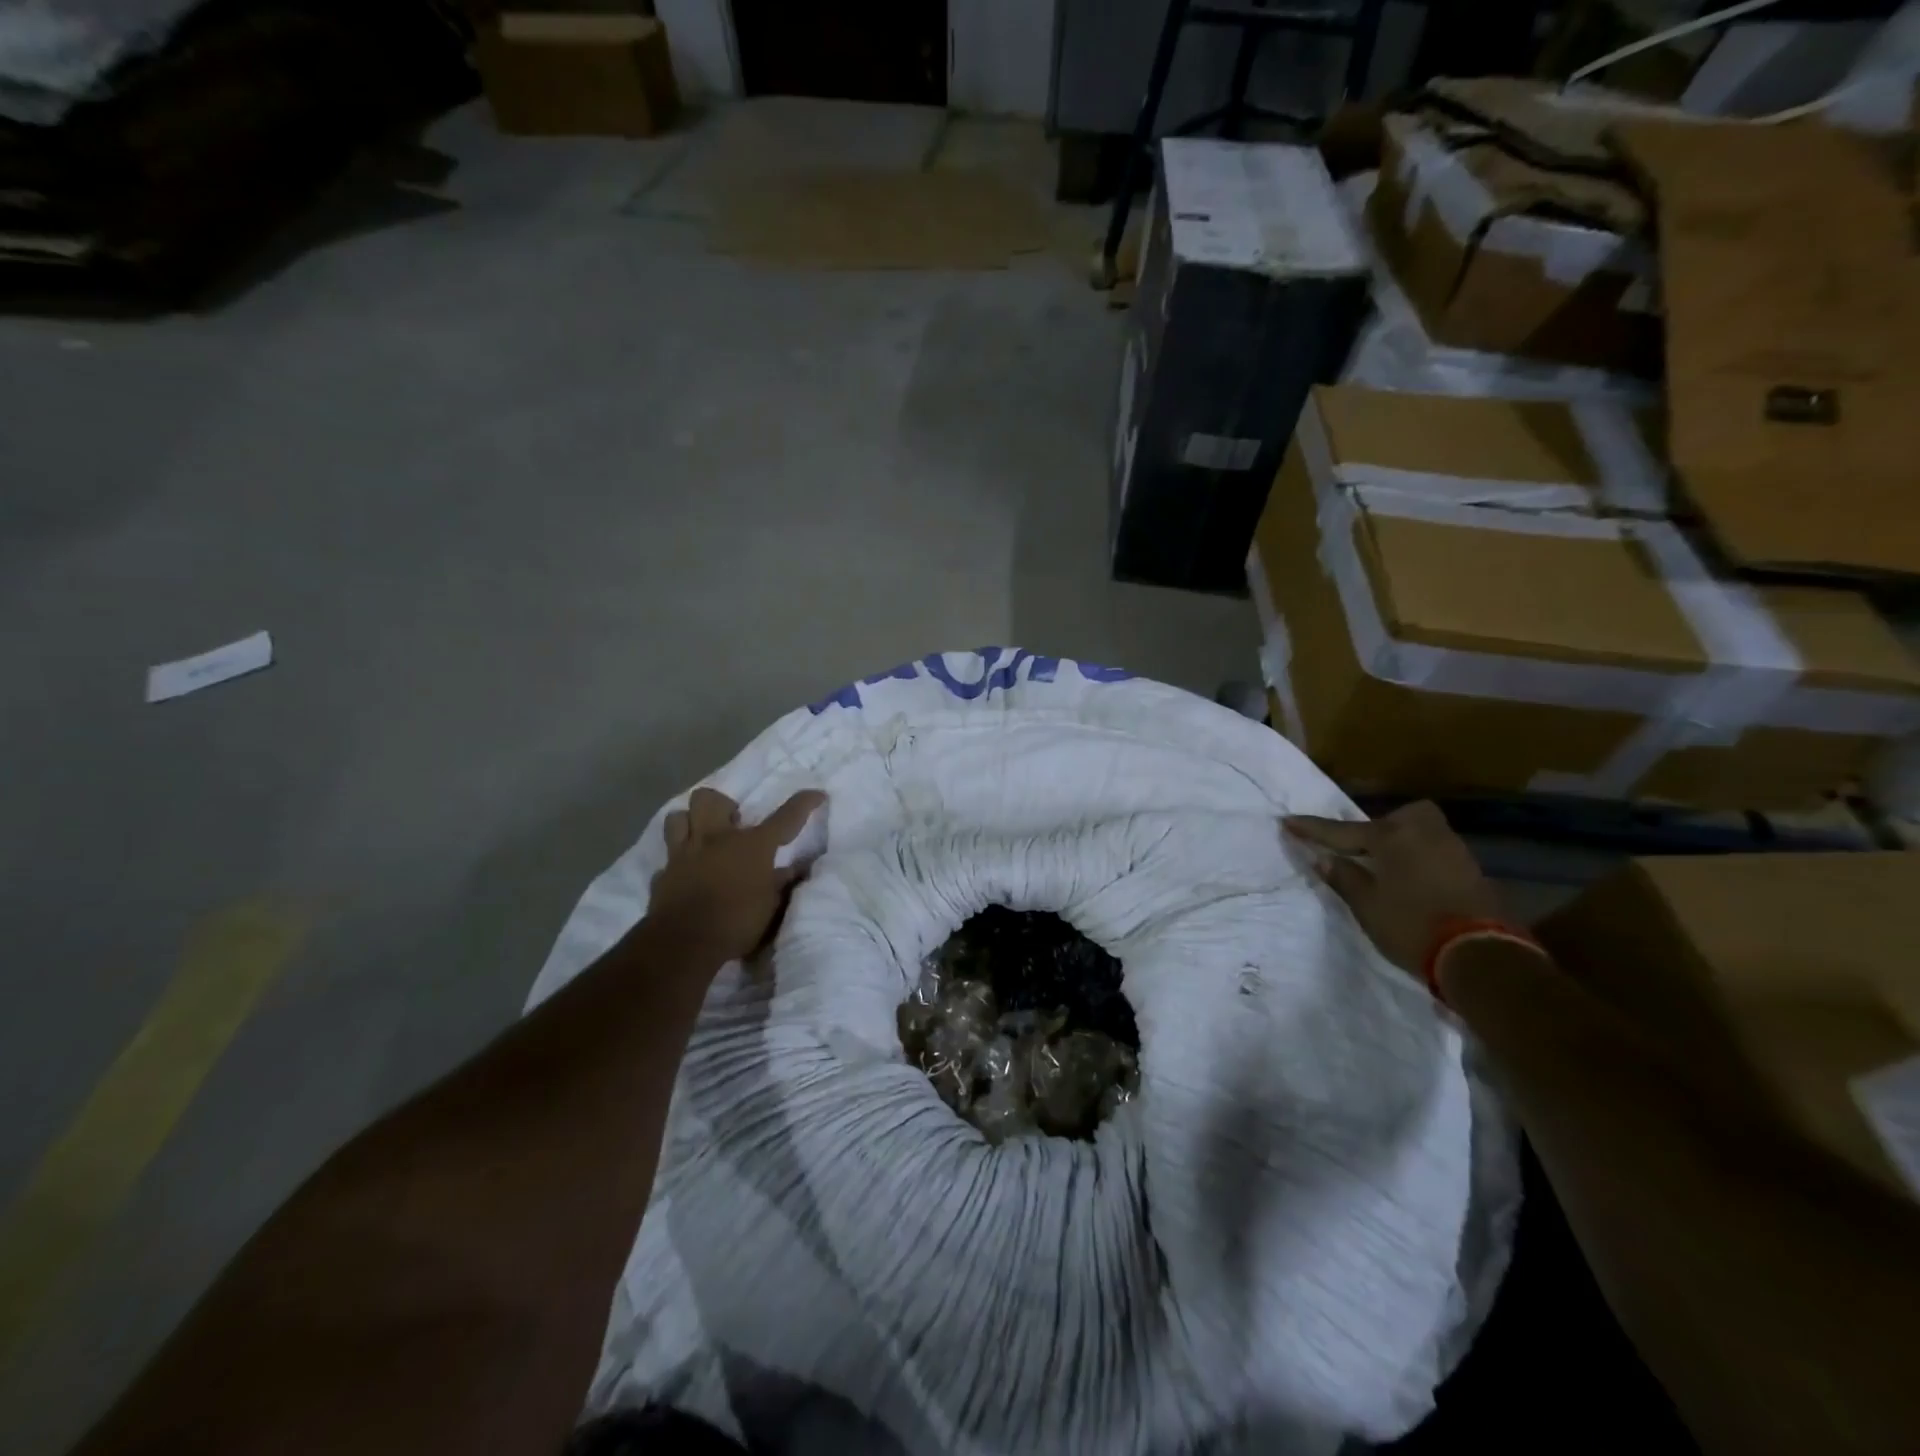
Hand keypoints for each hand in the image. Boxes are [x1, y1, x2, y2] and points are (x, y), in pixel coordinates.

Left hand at [647, 786, 825, 964]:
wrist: (684, 944)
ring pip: (678, 817)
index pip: (785, 817)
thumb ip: (782, 883)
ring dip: (690, 822)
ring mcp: (684, 854)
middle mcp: (716, 839)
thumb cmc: (736, 923)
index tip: (817, 794)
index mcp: (752, 845)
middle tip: (733, 822)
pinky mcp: (663, 875)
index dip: (804, 802)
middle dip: (722, 804)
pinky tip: (686, 874)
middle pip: (710, 799)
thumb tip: (796, 869)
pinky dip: (677, 864)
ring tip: (702, 837)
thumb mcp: (771, 906)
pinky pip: (668, 859)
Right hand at [1284, 801, 1504, 973]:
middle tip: (1362, 848)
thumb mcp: (1367, 905)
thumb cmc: (1412, 926)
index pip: (1343, 831)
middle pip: (1397, 818)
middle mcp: (1425, 834)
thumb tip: (1324, 859)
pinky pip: (1435, 852)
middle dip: (1379, 827)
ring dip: (1400, 844)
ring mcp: (1453, 851)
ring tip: (1384, 867)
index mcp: (1393, 837)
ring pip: (1420, 833)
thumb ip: (1344, 877)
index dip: (1313, 830)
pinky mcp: (1471, 872)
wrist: (1480, 956)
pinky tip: (1411, 880)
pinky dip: (1418, 860)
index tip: (1287, 821)